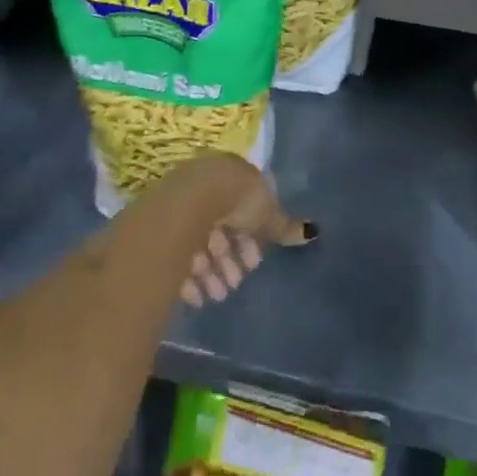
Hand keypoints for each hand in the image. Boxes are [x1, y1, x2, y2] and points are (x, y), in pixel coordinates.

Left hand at [167, 154, 314, 307]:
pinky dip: (190, 278)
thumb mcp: (267, 213)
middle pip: (222, 229)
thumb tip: (313, 232)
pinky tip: (197, 297)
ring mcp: (183, 206)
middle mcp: (208, 188)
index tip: (255, 264)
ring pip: (200, 243)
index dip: (251, 238)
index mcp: (234, 178)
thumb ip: (284, 226)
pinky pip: (179, 255)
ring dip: (212, 273)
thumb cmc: (237, 200)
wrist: (192, 200)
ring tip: (218, 296)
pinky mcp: (163, 227)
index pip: (244, 210)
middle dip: (230, 260)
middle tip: (235, 284)